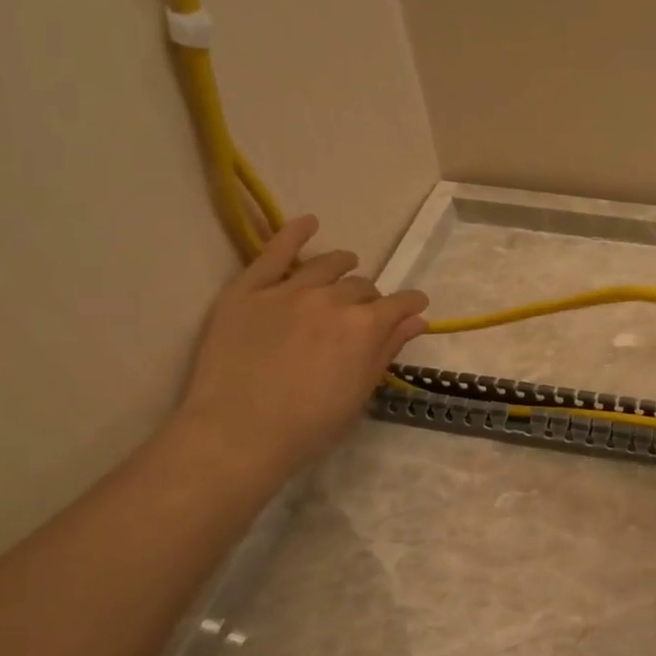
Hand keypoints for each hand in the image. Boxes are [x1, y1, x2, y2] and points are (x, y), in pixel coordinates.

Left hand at [172, 215, 427, 490]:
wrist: (239, 432)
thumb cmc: (309, 425)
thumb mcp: (360, 392)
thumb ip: (388, 350)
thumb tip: (417, 320)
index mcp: (365, 327)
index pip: (400, 303)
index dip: (410, 305)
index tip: (414, 308)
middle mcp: (333, 299)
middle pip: (362, 286)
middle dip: (370, 298)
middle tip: (364, 314)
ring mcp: (289, 290)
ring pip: (327, 265)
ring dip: (343, 265)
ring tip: (346, 265)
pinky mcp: (249, 289)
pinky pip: (274, 251)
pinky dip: (294, 233)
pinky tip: (309, 223)